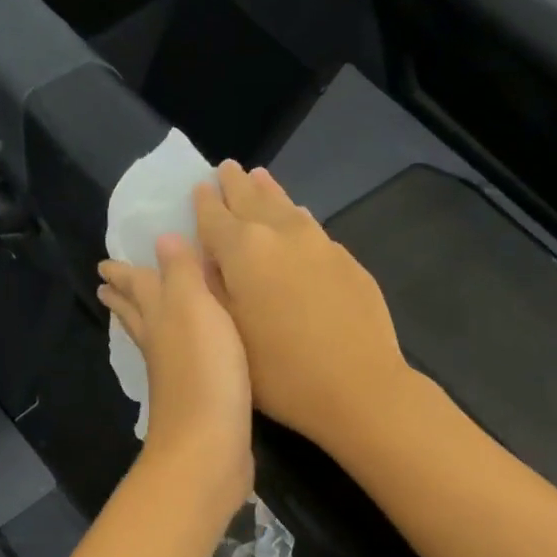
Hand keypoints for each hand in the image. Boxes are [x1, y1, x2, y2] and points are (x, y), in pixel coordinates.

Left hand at [98, 232, 253, 521]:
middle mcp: (159, 345)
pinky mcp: (195, 400)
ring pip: (154, 340)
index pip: (136, 287)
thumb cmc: (204, 369)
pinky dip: (175, 351)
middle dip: (124, 298)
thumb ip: (181, 272)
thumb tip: (161, 237)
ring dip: (145, 323)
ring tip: (138, 316)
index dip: (124, 273)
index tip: (105, 264)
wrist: (209, 443)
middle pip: (136, 315)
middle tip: (107, 287)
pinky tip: (181, 356)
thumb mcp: (195, 307)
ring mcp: (173, 376)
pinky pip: (179, 364)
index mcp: (158, 317)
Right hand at [195, 162, 412, 450]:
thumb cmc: (280, 372)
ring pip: (287, 207)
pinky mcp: (347, 262)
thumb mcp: (228, 334)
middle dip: (236, 185)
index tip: (198, 186)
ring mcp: (320, 245)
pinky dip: (296, 217)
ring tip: (259, 178)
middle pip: (253, 200)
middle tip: (227, 168)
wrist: (359, 387)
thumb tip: (196, 253)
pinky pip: (312, 227)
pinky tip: (298, 218)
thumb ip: (210, 288)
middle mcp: (281, 235)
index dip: (203, 202)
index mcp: (243, 251)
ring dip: (269, 192)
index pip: (214, 216)